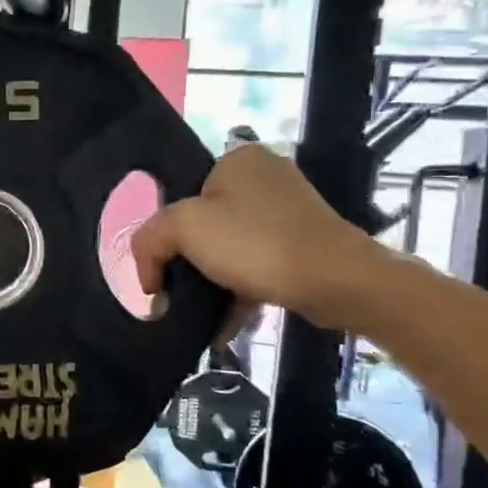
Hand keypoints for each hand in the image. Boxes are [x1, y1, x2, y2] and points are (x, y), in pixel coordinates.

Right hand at [130, 143, 382, 327]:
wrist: (338, 282)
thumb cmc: (255, 243)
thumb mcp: (182, 229)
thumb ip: (148, 240)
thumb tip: (148, 274)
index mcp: (236, 160)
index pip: (180, 194)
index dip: (164, 234)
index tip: (160, 269)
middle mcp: (264, 177)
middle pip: (203, 223)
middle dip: (186, 265)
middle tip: (173, 295)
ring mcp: (289, 211)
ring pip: (229, 248)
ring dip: (210, 284)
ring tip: (196, 318)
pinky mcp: (305, 244)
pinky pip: (257, 267)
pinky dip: (238, 293)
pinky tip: (222, 327)